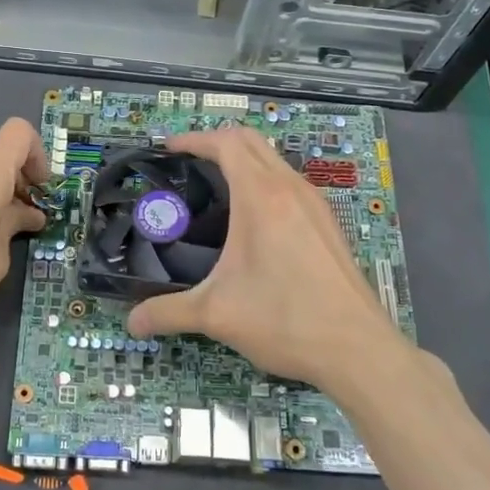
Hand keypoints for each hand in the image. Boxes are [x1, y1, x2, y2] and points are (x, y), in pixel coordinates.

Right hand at [126, 127, 418, 392]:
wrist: (358, 349)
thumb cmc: (284, 320)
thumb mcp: (217, 315)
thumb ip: (167, 313)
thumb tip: (132, 323)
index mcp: (261, 197)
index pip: (226, 143)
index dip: (194, 139)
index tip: (168, 149)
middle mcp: (291, 189)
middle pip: (252, 141)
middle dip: (217, 142)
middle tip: (187, 163)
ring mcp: (315, 205)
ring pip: (275, 161)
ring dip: (244, 161)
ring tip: (216, 189)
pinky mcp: (328, 224)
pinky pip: (291, 184)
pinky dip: (265, 182)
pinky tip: (254, 222)